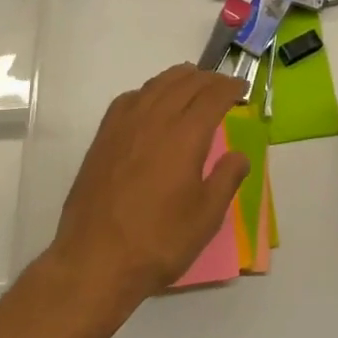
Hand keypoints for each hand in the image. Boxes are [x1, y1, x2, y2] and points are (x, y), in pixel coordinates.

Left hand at [51, 64, 250, 306]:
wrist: (95, 259)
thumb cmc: (158, 241)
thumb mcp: (206, 218)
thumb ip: (226, 179)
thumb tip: (239, 155)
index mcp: (185, 135)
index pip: (212, 96)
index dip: (230, 88)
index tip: (242, 88)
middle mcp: (155, 118)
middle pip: (185, 83)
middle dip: (208, 79)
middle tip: (223, 86)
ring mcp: (126, 124)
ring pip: (157, 84)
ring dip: (180, 78)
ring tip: (193, 83)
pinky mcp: (104, 135)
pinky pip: (131, 98)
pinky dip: (150, 91)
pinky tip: (152, 102)